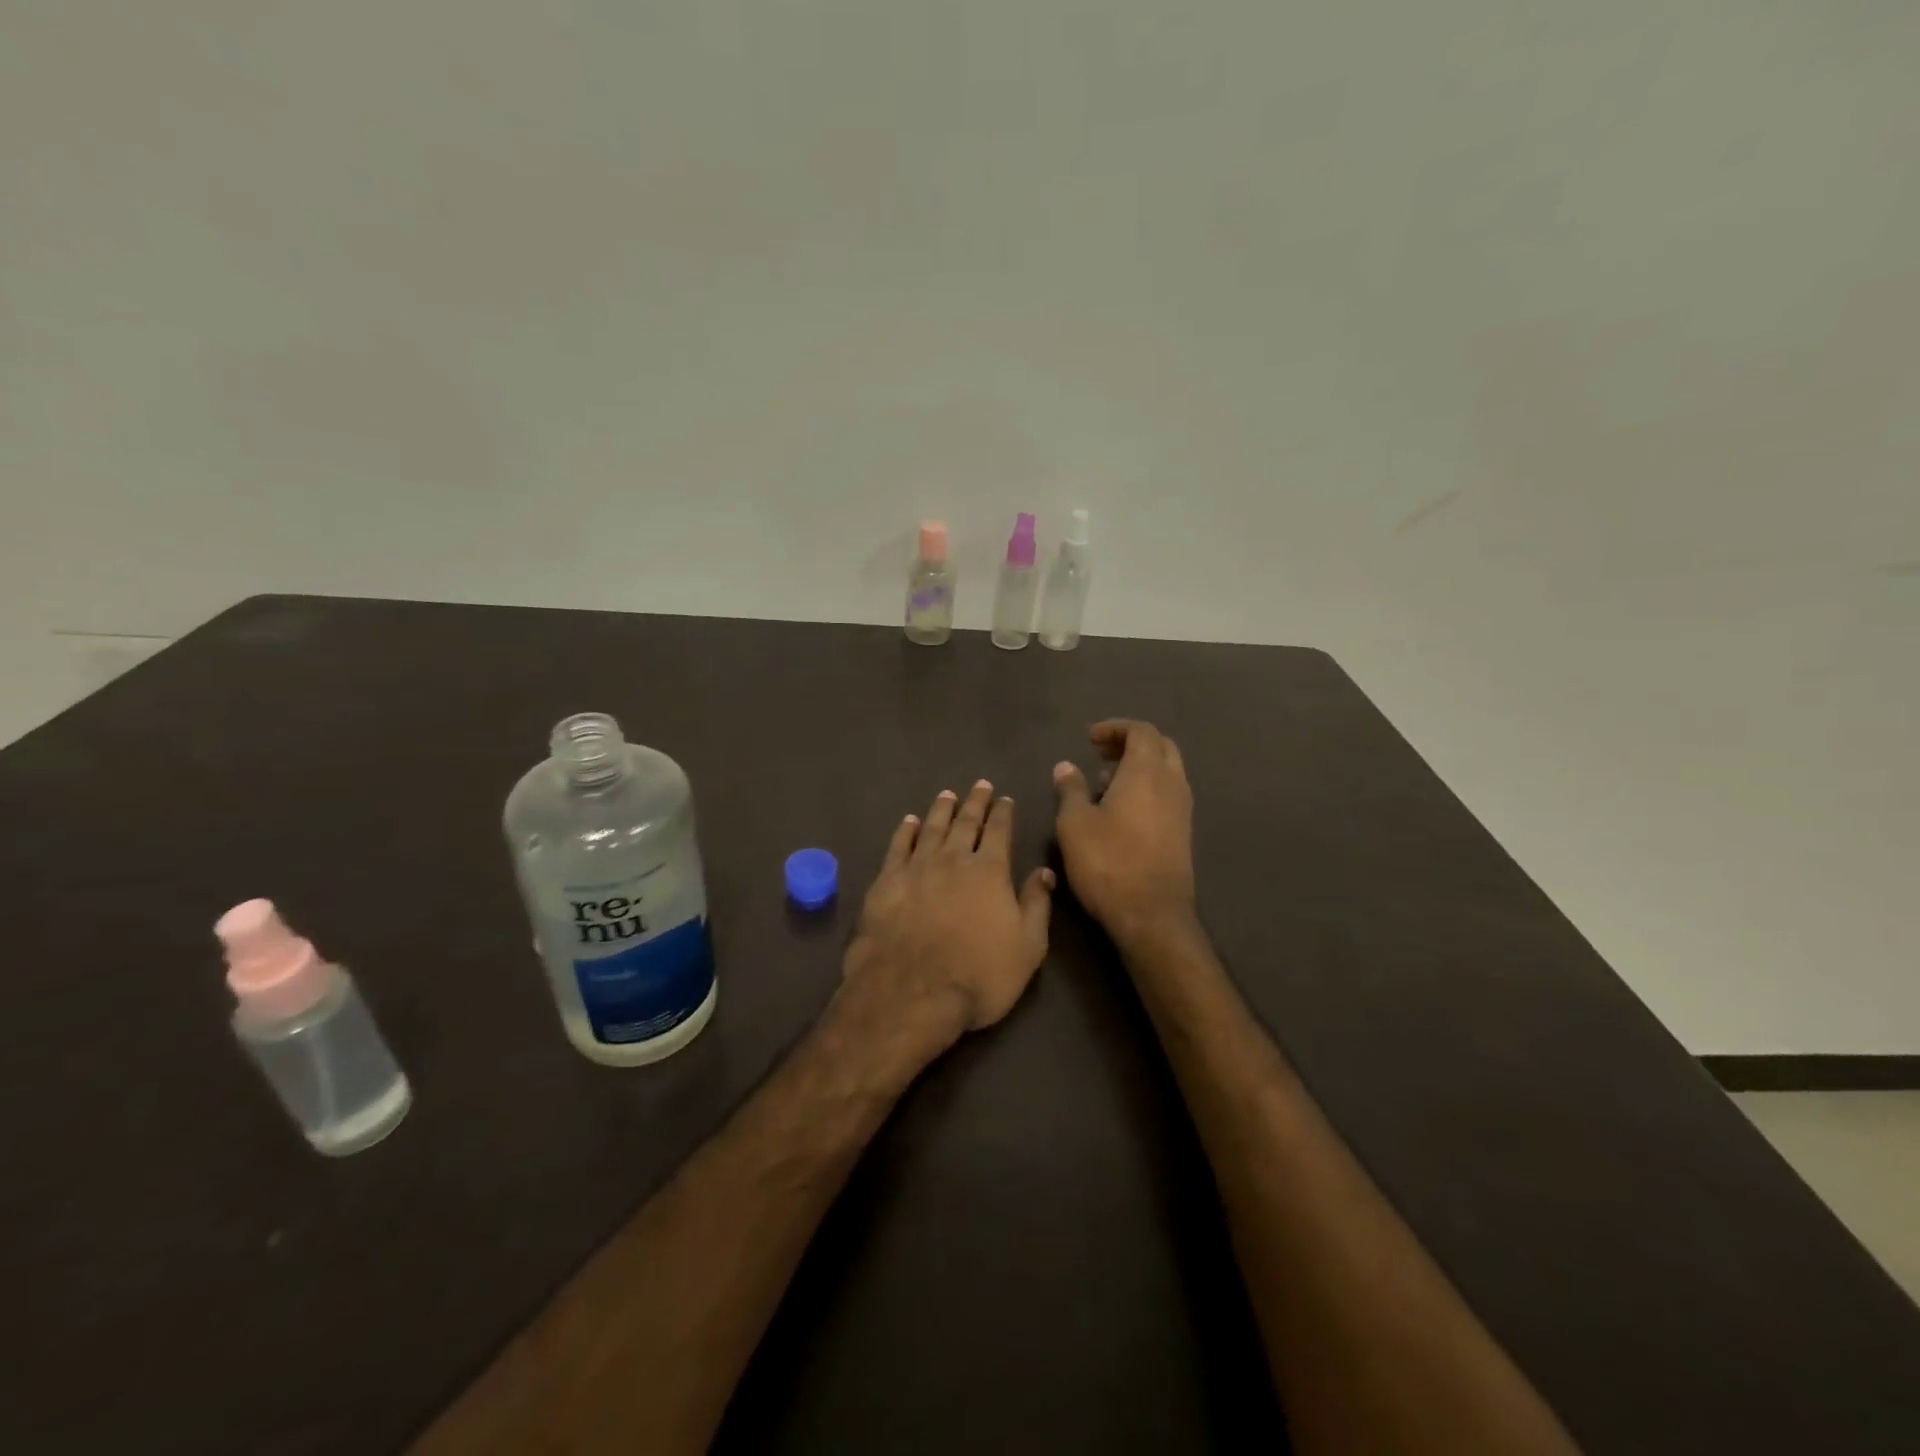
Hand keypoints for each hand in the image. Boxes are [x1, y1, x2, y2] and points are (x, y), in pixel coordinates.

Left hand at [840, 781, 1055, 1059]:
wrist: (912, 992)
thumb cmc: (979, 975)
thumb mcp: (1027, 948)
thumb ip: (1036, 905)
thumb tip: (1044, 872)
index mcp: (990, 871)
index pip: (999, 832)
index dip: (1003, 813)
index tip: (1005, 799)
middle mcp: (953, 860)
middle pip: (965, 823)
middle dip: (975, 802)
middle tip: (979, 786)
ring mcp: (917, 868)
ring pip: (932, 828)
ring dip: (941, 809)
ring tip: (947, 795)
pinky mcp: (887, 882)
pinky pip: (898, 846)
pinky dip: (906, 831)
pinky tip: (910, 821)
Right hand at [1052, 719, 1196, 946]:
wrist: (1151, 915)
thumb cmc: (1108, 862)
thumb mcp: (1074, 823)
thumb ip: (1070, 789)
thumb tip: (1066, 766)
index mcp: (1147, 772)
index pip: (1141, 731)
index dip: (1115, 728)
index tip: (1089, 739)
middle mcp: (1172, 784)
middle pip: (1160, 746)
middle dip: (1131, 743)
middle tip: (1101, 754)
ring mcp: (1182, 810)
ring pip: (1166, 772)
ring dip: (1138, 768)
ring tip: (1103, 784)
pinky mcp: (1183, 833)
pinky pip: (1167, 795)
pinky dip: (1146, 789)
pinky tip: (1120, 812)